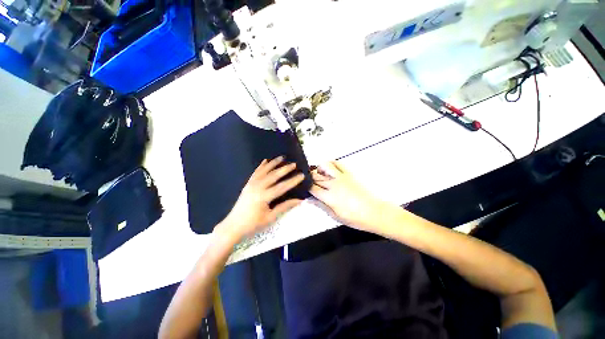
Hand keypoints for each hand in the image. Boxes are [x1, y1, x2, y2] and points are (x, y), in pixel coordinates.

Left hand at [219, 156, 303, 241]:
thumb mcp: (270, 217)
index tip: (301, 175)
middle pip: (273, 176)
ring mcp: (251, 184)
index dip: (293, 181)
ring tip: (281, 157)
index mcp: (264, 197)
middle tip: (294, 164)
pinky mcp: (247, 185)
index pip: (282, 187)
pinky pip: (255, 173)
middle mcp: (258, 187)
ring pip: (264, 171)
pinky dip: (261, 166)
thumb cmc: (253, 224)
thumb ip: (284, 207)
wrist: (233, 226)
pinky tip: (265, 161)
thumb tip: (299, 200)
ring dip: (273, 164)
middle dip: (285, 169)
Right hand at [310, 161, 387, 232]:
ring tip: (319, 176)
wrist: (375, 212)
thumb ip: (321, 206)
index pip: (312, 188)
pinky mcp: (349, 174)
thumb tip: (310, 199)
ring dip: (318, 169)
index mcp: (329, 197)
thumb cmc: (355, 218)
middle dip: (310, 179)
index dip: (306, 188)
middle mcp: (333, 184)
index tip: (304, 189)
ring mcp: (341, 177)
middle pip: (316, 177)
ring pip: (324, 167)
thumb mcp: (335, 216)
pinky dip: (330, 163)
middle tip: (309, 183)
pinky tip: (329, 169)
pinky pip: (337, 163)